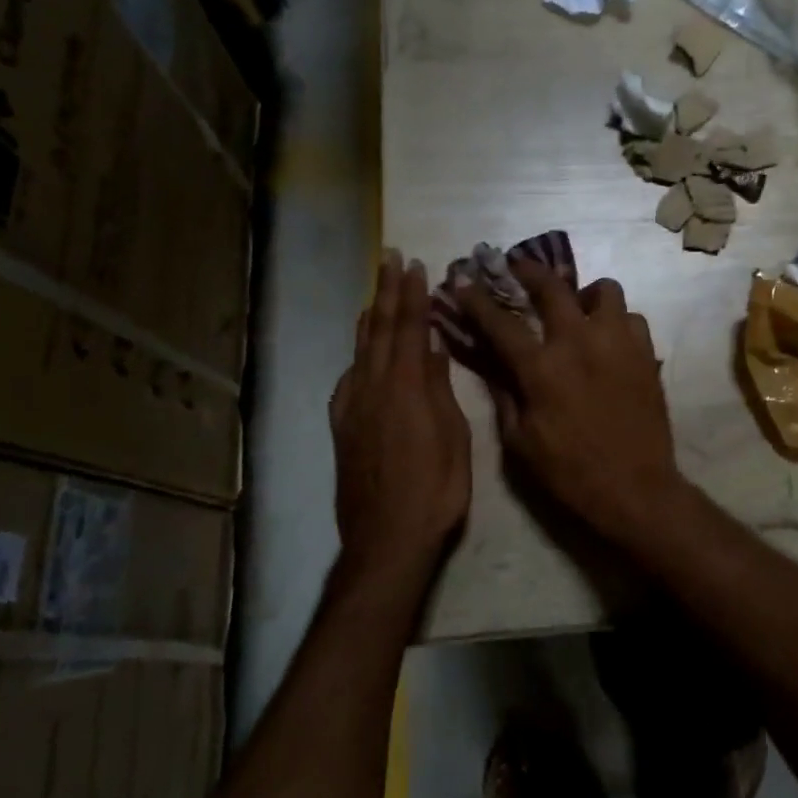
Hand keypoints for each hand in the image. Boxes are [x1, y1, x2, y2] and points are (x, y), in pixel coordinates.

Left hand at [331, 252, 471, 584]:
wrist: (386, 538)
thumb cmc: (435, 490)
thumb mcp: (454, 439)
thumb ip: (440, 391)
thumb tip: (433, 350)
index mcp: (406, 388)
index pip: (410, 329)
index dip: (412, 296)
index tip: (415, 266)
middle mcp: (374, 388)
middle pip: (380, 331)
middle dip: (387, 293)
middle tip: (389, 259)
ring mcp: (353, 408)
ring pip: (361, 351)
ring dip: (369, 318)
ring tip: (374, 294)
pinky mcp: (343, 427)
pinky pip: (348, 379)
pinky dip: (356, 355)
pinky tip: (360, 352)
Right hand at [457, 259, 681, 539]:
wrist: (635, 489)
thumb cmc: (570, 472)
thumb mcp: (520, 442)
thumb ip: (505, 395)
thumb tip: (493, 363)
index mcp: (541, 368)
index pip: (500, 322)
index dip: (476, 298)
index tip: (461, 279)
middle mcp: (580, 343)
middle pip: (552, 286)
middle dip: (529, 270)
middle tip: (518, 267)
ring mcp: (618, 343)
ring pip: (604, 290)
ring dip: (584, 294)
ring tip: (578, 309)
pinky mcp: (646, 354)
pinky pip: (631, 318)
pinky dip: (616, 321)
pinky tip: (608, 339)